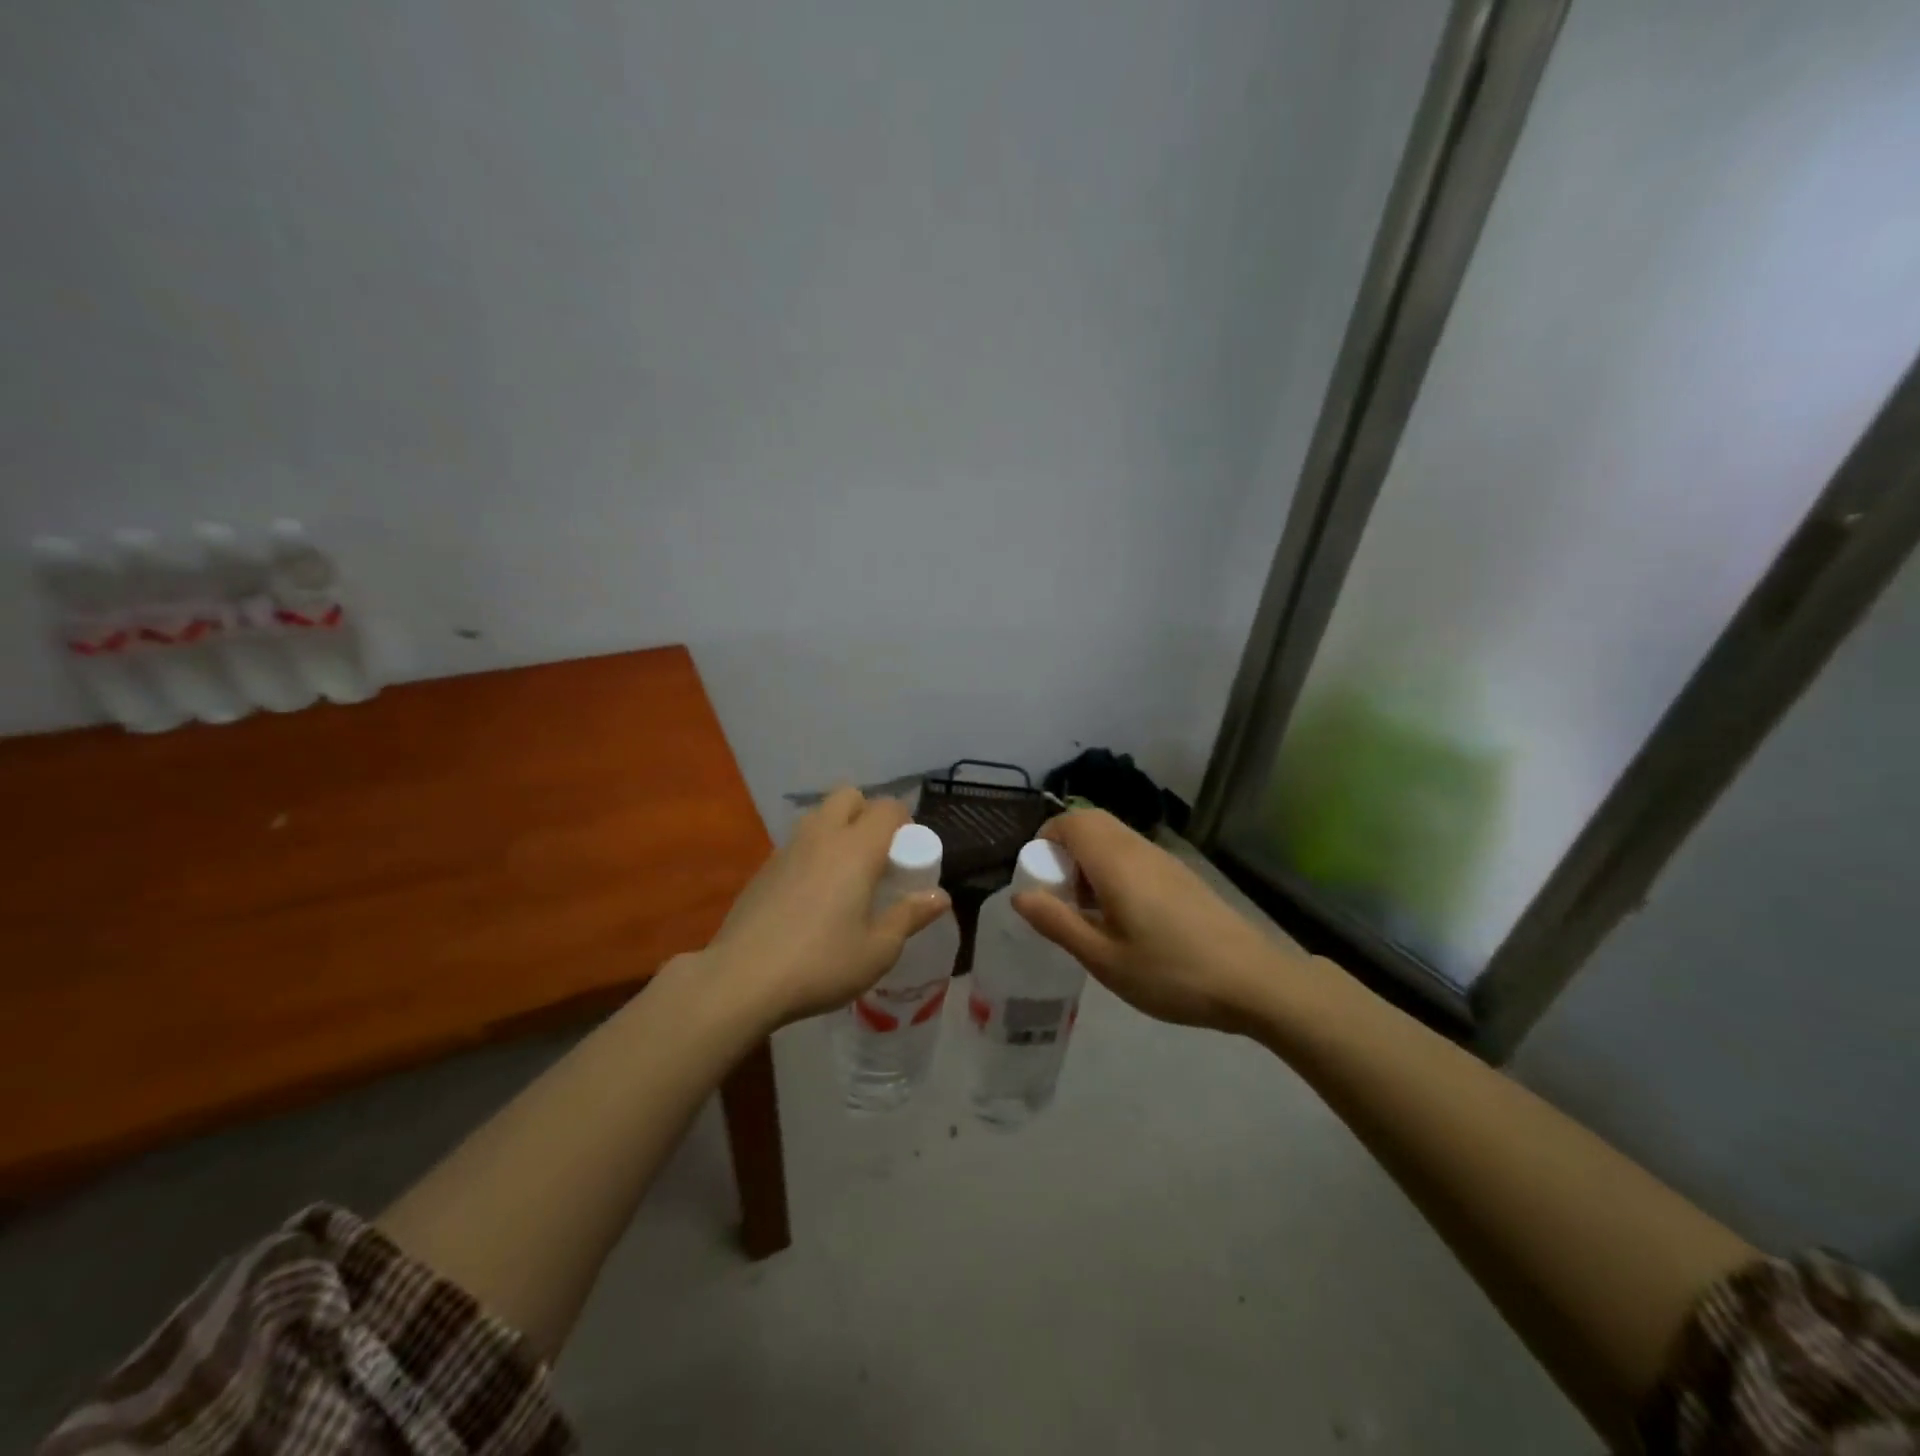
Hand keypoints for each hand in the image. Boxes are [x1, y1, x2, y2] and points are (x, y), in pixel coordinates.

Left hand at [706, 787, 949, 1026]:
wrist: (741, 979)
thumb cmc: (821, 964)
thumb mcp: (878, 950)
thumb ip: (909, 917)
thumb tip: (940, 897)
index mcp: (856, 848)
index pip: (888, 808)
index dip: (904, 823)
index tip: (907, 855)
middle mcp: (822, 836)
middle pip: (849, 796)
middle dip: (867, 813)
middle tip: (876, 855)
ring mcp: (787, 849)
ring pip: (818, 816)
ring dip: (837, 829)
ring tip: (845, 873)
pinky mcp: (763, 868)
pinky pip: (796, 843)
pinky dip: (812, 853)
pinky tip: (811, 896)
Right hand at [1012, 809, 1299, 1032]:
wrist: (1253, 981)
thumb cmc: (1170, 972)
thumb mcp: (1104, 958)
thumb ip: (1058, 922)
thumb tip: (1020, 895)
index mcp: (1116, 861)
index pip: (1070, 821)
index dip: (1044, 840)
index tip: (1039, 879)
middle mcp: (1139, 849)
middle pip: (1092, 822)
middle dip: (1065, 848)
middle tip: (1061, 894)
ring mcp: (1165, 859)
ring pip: (1114, 838)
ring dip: (1090, 860)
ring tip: (1090, 910)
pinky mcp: (1181, 875)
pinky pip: (1134, 854)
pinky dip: (1114, 869)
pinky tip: (1124, 918)